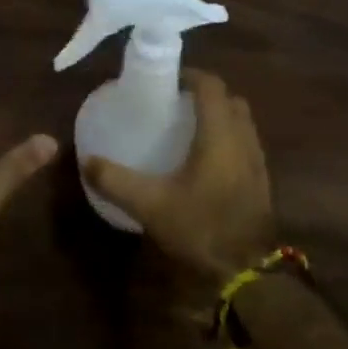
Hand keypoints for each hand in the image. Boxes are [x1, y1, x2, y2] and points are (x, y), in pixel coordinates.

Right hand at [83, 70, 276, 284]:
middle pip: (230, 100)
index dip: (190, 75)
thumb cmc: (201, 228)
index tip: (165, 80)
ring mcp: (257, 162)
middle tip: (174, 104)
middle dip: (205, 95)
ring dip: (219, 117)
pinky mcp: (261, 182)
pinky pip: (245, 144)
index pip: (211, 86)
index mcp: (219, 135)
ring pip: (241, 123)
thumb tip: (85, 160)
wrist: (250, 273)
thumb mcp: (149, 205)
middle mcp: (243, 140)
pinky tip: (203, 162)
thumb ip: (115, 180)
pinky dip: (227, 140)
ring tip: (187, 130)